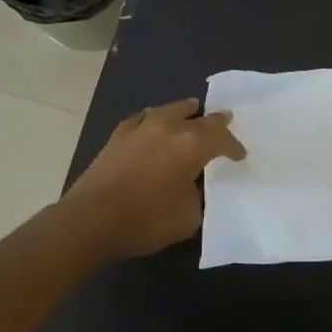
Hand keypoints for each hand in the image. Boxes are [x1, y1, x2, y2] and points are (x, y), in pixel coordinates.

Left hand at [62, 99, 244, 259]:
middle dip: (215, 122)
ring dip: (184, 111)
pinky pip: (142, 118)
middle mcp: (169, 129)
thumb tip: (193, 187)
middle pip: (199, 118)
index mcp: (192, 146)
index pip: (221, 138)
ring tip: (192, 110)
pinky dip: (153, 118)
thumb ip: (198, 197)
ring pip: (169, 110)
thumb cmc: (146, 220)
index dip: (233, 147)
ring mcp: (140, 129)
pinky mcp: (117, 137)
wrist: (91, 220)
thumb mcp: (188, 217)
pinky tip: (152, 121)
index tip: (240, 156)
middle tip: (225, 121)